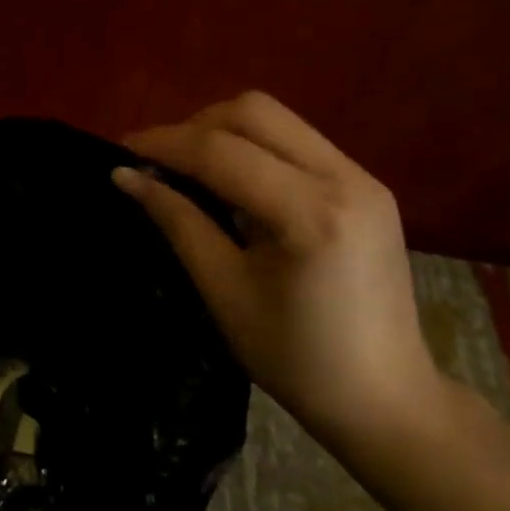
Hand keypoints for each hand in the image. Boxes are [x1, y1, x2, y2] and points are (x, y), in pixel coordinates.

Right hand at [114, 91, 442, 443]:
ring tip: (190, 167)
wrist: (388, 399)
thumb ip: (178, 222)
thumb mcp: (225, 291)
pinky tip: (233, 181)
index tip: (121, 150)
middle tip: (159, 161)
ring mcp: (362, 177)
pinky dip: (253, 145)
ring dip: (223, 130)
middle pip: (253, 111)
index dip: (164, 144)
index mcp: (311, 215)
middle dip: (194, 126)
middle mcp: (344, 178)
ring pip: (275, 118)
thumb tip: (126, 176)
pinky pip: (295, 139)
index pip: (221, 151)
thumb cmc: (297, 359)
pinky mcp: (366, 184)